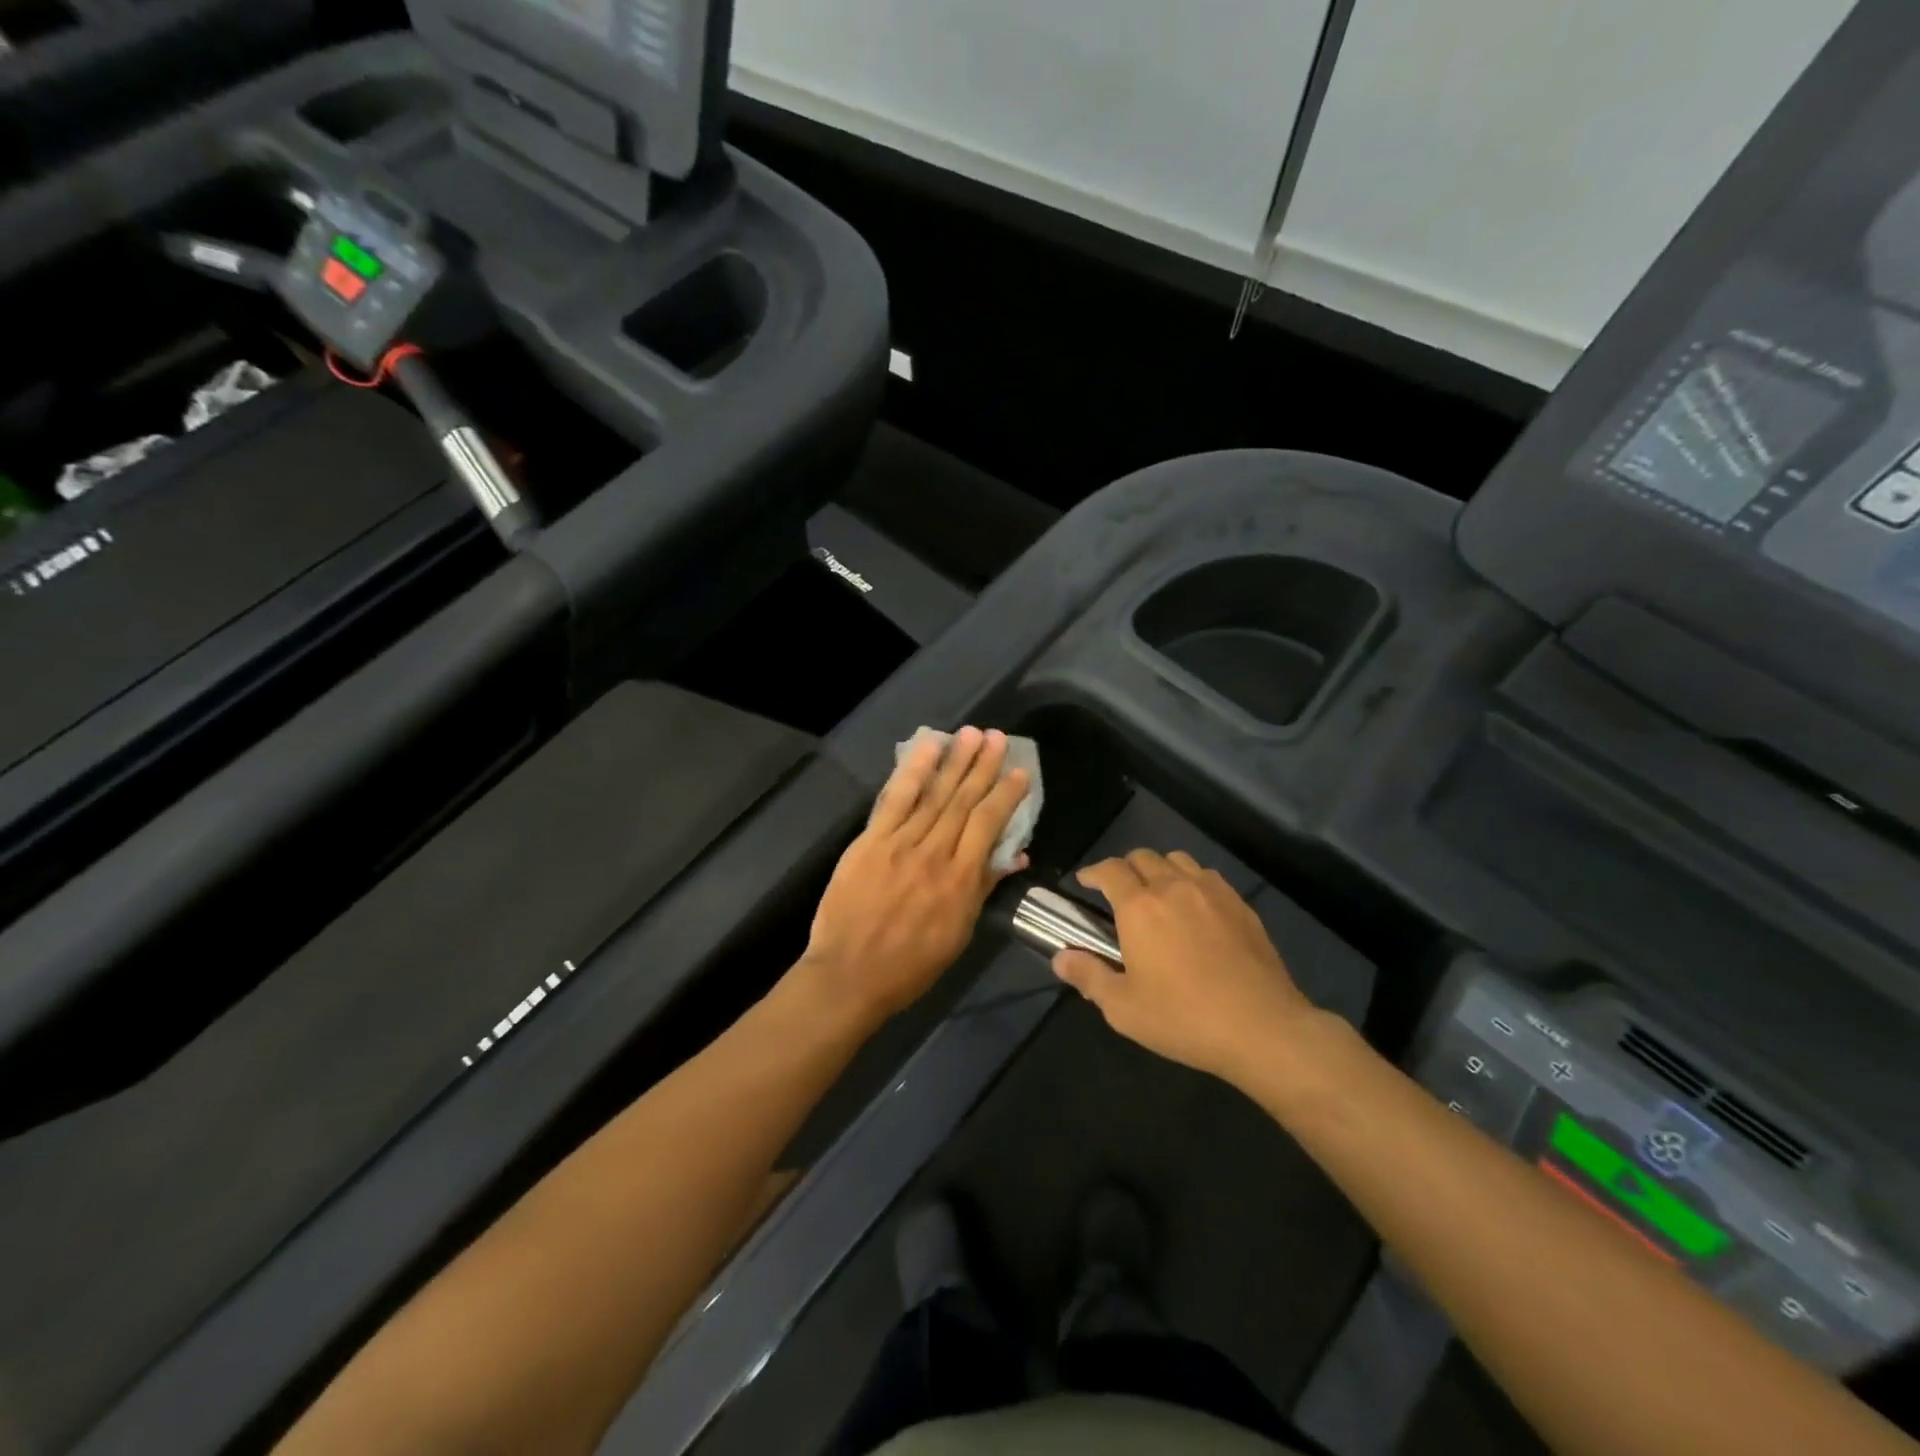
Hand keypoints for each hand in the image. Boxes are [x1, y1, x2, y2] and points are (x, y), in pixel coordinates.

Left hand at [800, 727, 1030, 1021]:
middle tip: (997, 738)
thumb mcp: (959, 934)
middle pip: (965, 801)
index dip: (1006, 795)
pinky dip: (914, 771)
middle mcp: (936, 853)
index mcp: (962, 880)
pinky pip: (896, 799)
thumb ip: (984, 889)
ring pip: (935, 794)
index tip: (1019, 772)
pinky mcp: (871, 840)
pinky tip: (928, 748)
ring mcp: (901, 843)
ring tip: (972, 734)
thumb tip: (1013, 856)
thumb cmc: (910, 965)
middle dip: (983, 767)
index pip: (989, 825)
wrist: (850, 975)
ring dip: (956, 761)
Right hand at [1052, 850, 1319, 1082]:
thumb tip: (1061, 958)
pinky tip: (1194, 908)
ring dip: (1159, 869)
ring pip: (1177, 860)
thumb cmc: (1184, 1018)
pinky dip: (1191, 881)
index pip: (1110, 870)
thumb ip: (1088, 976)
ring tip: (1157, 895)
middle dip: (1124, 868)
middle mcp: (1173, 887)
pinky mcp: (1240, 905)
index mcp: (1139, 907)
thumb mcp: (1124, 1007)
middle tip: (1118, 893)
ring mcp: (1211, 892)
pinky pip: (1208, 876)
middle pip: (1143, 856)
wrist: (1262, 1027)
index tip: (1084, 882)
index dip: (1093, 872)